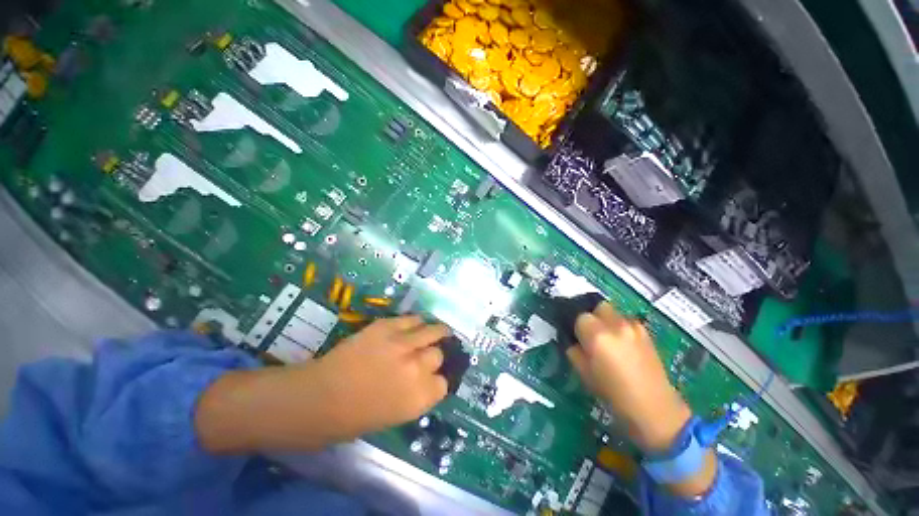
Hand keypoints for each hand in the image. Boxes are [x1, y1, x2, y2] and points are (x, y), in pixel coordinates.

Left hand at [195, 316, 449, 452]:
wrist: (317, 397)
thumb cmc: (351, 418)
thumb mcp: (393, 415)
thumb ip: (414, 395)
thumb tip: (427, 378)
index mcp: (417, 399)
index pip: (443, 384)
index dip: (439, 379)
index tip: (434, 376)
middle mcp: (415, 370)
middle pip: (438, 355)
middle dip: (433, 355)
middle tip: (427, 354)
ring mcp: (401, 344)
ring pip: (431, 331)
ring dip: (437, 331)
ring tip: (438, 330)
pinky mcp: (386, 327)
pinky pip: (411, 319)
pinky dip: (416, 322)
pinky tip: (417, 323)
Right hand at [566, 302, 691, 451]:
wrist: (655, 409)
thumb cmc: (614, 395)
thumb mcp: (584, 374)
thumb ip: (574, 351)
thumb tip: (574, 342)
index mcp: (598, 336)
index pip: (580, 317)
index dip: (578, 328)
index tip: (579, 340)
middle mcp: (616, 325)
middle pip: (598, 307)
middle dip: (592, 318)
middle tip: (592, 336)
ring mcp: (634, 327)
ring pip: (614, 312)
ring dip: (607, 321)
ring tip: (610, 341)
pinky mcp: (647, 333)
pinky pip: (627, 321)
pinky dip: (621, 327)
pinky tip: (624, 345)